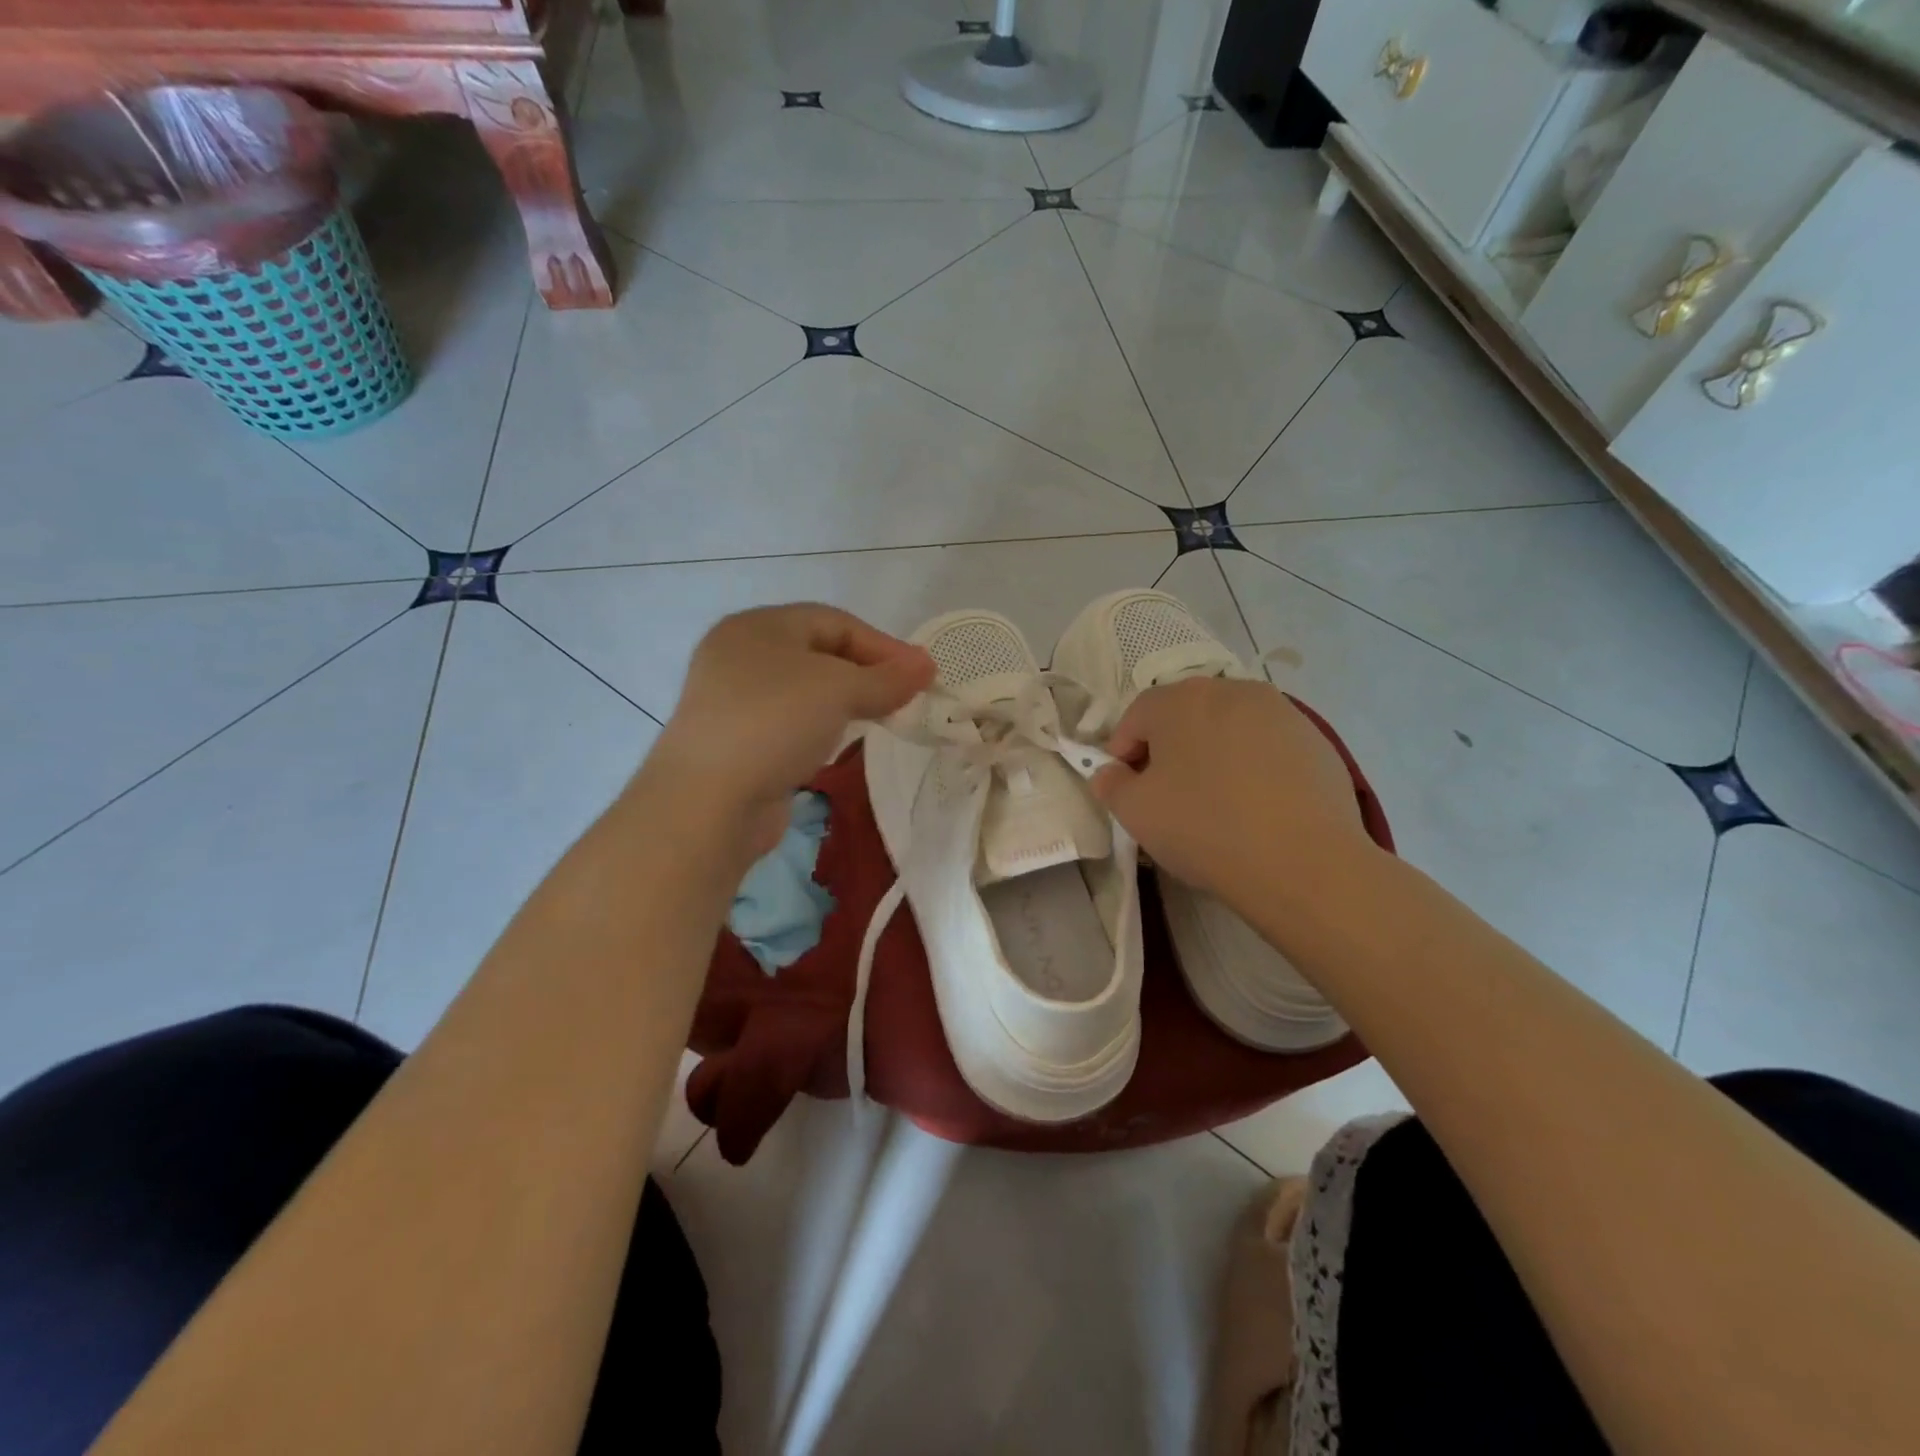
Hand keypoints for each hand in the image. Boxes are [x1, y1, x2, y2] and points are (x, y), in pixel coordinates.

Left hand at [647, 604, 934, 859]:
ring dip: (846, 701)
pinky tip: (839, 742)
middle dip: (867, 673)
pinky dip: (821, 726)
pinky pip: (790, 722)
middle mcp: (740, 655)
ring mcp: (733, 701)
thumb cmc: (773, 724)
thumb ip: (886, 678)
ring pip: (805, 690)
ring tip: (882, 718)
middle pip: (819, 653)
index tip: (922, 674)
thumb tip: (926, 666)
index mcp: (757, 626)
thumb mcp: (838, 690)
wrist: (707, 803)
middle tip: (906, 697)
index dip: (883, 645)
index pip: (834, 621)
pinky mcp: (737, 741)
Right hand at [1089, 677, 1371, 904]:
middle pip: (1185, 715)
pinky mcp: (1316, 738)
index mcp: (1179, 700)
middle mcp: (1229, 690)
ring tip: (1217, 800)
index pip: (1136, 716)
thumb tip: (1110, 772)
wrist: (1303, 862)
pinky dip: (1254, 765)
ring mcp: (1280, 711)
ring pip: (1229, 727)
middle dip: (1169, 748)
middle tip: (1168, 794)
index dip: (1123, 752)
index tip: (1126, 788)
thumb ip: (1111, 785)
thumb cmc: (1204, 828)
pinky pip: (1268, 745)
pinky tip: (1258, 806)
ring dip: (1214, 753)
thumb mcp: (1135, 813)